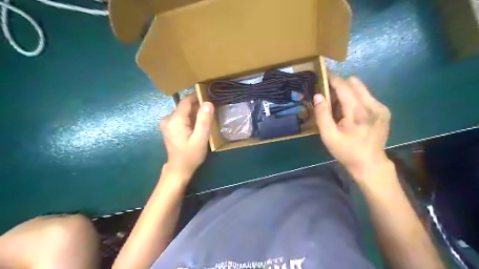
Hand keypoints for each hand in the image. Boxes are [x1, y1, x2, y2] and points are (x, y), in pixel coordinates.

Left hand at [160, 93, 213, 178]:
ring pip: (184, 111)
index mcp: (175, 120)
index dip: (198, 96)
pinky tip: (198, 125)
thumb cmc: (191, 156)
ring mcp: (167, 123)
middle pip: (185, 106)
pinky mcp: (169, 127)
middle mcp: (168, 118)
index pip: (186, 101)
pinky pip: (181, 117)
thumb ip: (204, 121)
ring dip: (195, 112)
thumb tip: (208, 103)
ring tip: (206, 117)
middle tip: (211, 110)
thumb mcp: (200, 139)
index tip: (210, 96)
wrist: (179, 169)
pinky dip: (190, 118)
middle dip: (198, 106)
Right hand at [318, 73, 390, 177]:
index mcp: (357, 111)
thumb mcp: (328, 136)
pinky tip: (352, 113)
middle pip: (354, 82)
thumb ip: (322, 115)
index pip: (344, 86)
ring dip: (348, 91)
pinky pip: (367, 96)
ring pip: (362, 88)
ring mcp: (381, 107)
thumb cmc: (346, 151)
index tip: (323, 75)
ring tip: (339, 106)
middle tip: (329, 95)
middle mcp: (372, 105)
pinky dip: (356, 98)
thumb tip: (318, 95)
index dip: (332, 79)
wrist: (370, 163)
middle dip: (340, 84)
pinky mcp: (384, 111)